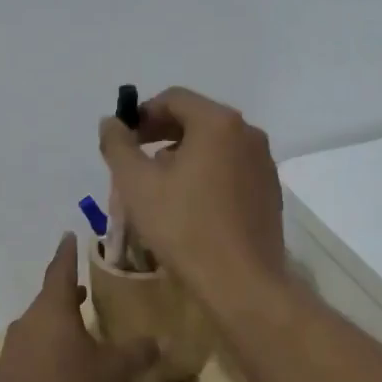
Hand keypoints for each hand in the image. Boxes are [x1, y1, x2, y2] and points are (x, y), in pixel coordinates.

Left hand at [0, 234, 160, 381]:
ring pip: (38, 328)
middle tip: (83, 289)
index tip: (69, 235)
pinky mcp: (4, 380)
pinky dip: (46, 354)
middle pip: (48, 300)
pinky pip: (29, 356)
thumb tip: (161, 340)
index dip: (68, 252)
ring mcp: (11, 352)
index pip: (61, 269)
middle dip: (66, 294)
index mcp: (52, 309)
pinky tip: (60, 373)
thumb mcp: (113, 373)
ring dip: (56, 326)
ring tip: (77, 332)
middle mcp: (28, 322)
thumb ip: (137, 354)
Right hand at [98, 86, 287, 304]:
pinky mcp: (270, 190)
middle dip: (161, 134)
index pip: (174, 99)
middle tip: (135, 161)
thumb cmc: (185, 227)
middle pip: (197, 119)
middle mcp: (247, 133)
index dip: (142, 114)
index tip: (124, 140)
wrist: (243, 283)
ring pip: (215, 145)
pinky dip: (207, 173)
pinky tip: (190, 205)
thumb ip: (118, 145)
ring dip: (183, 155)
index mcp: (218, 123)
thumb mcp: (137, 184)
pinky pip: (232, 168)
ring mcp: (264, 162)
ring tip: (159, 185)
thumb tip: (111, 122)